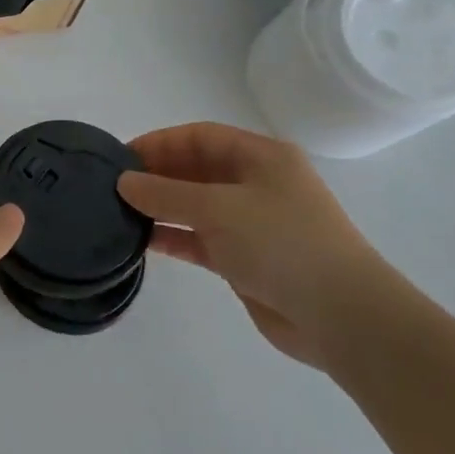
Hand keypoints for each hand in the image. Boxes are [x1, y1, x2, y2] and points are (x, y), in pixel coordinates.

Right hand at [117, 122, 410, 372]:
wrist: (341, 317)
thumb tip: (123, 182)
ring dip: (161, 208)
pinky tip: (142, 241)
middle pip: (195, 169)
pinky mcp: (245, 257)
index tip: (119, 158)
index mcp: (261, 157)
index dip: (158, 143)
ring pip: (195, 205)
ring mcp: (252, 222)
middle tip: (113, 187)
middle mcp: (256, 183)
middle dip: (156, 175)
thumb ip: (165, 194)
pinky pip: (200, 238)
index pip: (199, 136)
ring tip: (119, 214)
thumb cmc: (282, 243)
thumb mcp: (218, 209)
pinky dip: (174, 237)